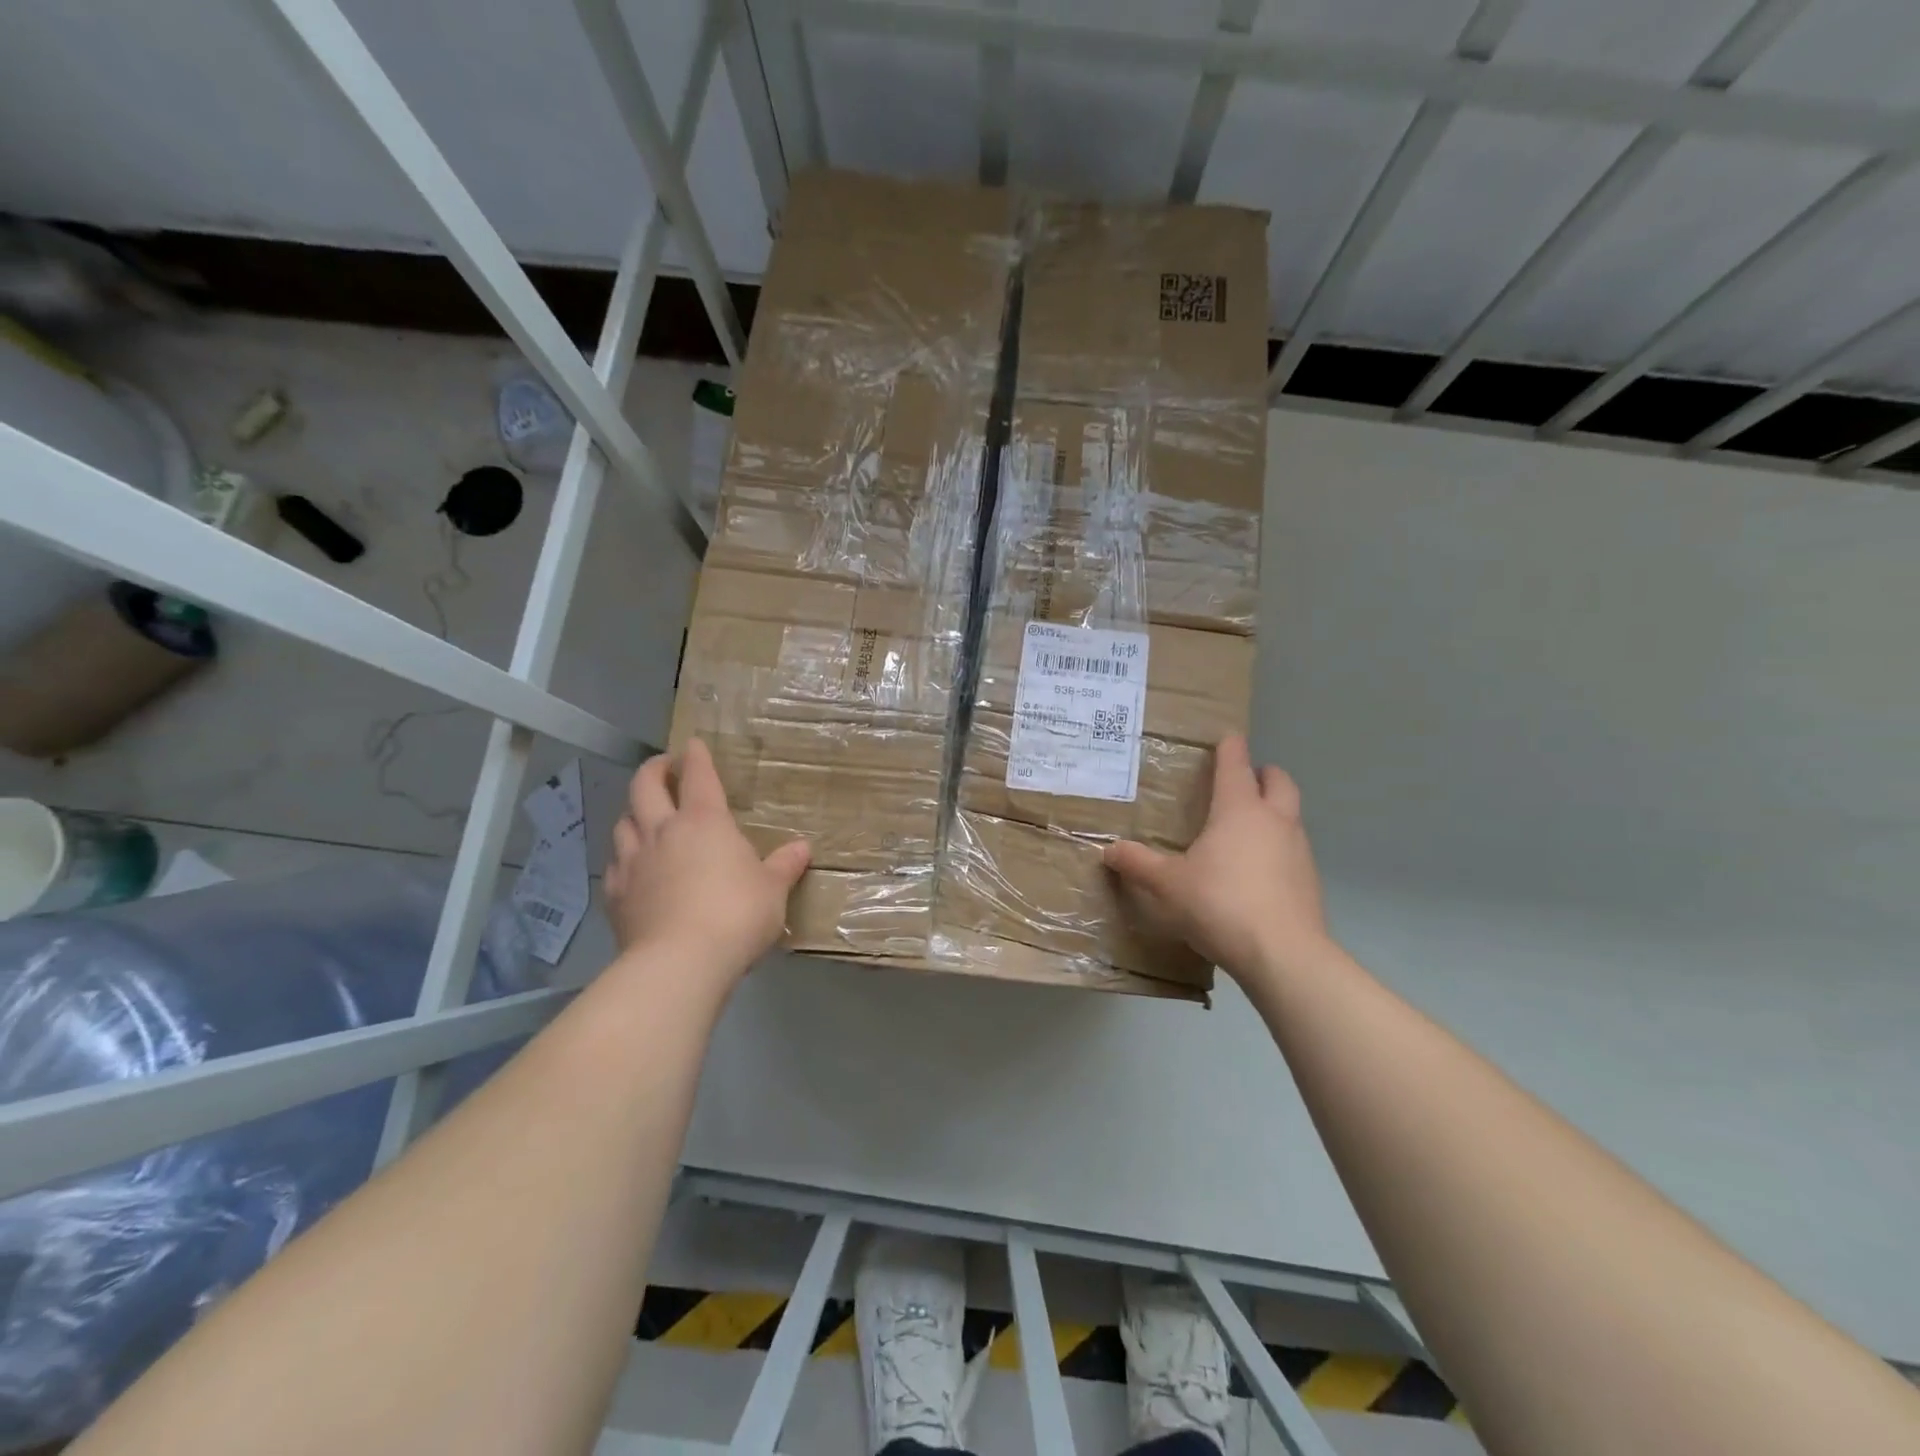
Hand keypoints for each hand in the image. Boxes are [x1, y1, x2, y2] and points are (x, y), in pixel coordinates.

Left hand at [604, 738, 810, 979]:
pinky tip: (630, 867)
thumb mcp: (773, 891)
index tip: (693, 743)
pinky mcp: (616, 895)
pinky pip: (614, 865)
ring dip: (633, 813)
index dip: (696, 756)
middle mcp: (664, 831)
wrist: (680, 962)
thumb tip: (803, 848)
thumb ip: (784, 866)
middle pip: (645, 786)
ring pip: (623, 822)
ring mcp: (634, 862)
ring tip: (644, 816)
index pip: (699, 776)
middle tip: (663, 767)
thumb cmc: (736, 915)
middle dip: (654, 770)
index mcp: (705, 822)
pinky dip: (622, 858)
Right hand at [1103, 734, 1329, 983]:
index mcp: (1239, 810)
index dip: (1230, 747)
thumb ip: (1138, 864)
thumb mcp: (1167, 885)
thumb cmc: (1220, 904)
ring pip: (1291, 815)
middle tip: (1244, 779)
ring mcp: (1298, 849)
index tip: (1226, 738)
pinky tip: (1257, 872)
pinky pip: (1293, 849)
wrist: (1283, 954)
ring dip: (1273, 811)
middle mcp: (1274, 820)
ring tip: (1246, 829)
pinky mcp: (1310, 880)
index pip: (1236, 764)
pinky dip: (1278, 847)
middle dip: (1263, 773)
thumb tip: (1109, 850)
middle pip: (1279, 781)